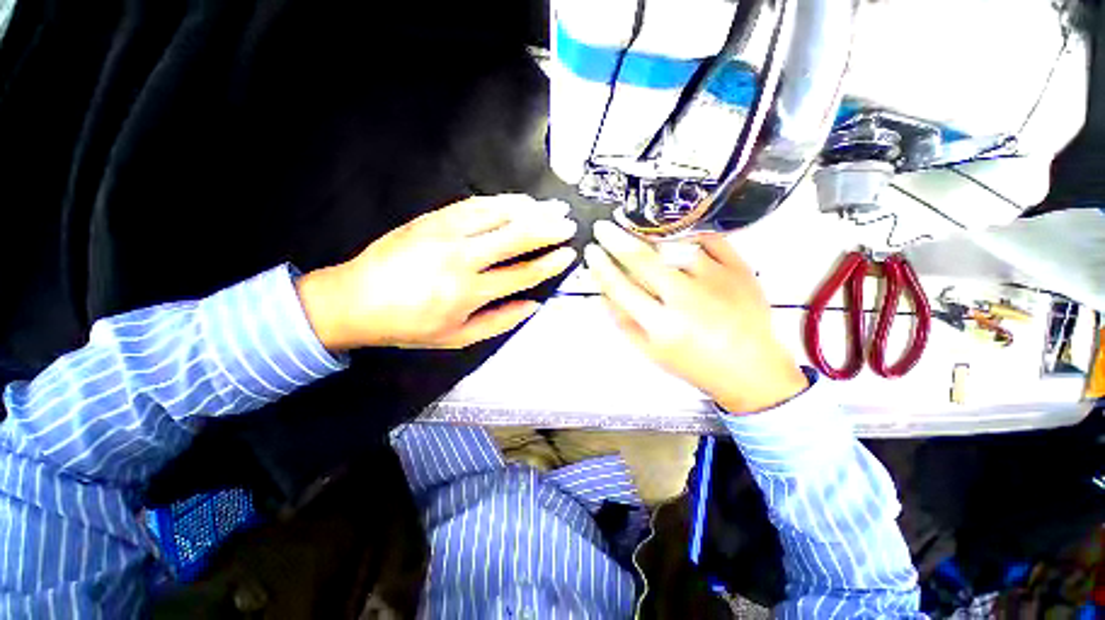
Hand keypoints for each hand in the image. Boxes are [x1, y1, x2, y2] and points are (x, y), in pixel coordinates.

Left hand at [297, 195, 577, 349]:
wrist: (355, 300)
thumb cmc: (409, 325)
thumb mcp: (458, 338)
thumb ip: (499, 322)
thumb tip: (533, 305)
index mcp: (469, 292)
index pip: (522, 274)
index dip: (549, 263)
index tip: (568, 254)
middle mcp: (462, 258)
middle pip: (515, 237)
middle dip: (547, 229)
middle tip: (568, 223)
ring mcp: (445, 233)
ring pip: (497, 214)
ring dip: (528, 209)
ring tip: (550, 207)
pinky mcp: (431, 219)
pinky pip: (473, 204)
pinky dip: (500, 201)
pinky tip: (516, 201)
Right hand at [584, 221, 807, 413]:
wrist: (750, 369)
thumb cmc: (695, 364)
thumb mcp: (651, 352)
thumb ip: (624, 322)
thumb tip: (604, 293)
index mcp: (663, 325)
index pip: (621, 287)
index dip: (602, 267)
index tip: (592, 252)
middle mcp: (687, 299)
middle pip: (644, 260)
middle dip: (617, 240)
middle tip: (604, 228)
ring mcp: (716, 280)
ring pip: (674, 245)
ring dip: (649, 236)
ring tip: (636, 232)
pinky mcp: (739, 269)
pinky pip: (709, 240)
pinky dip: (689, 234)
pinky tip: (675, 236)